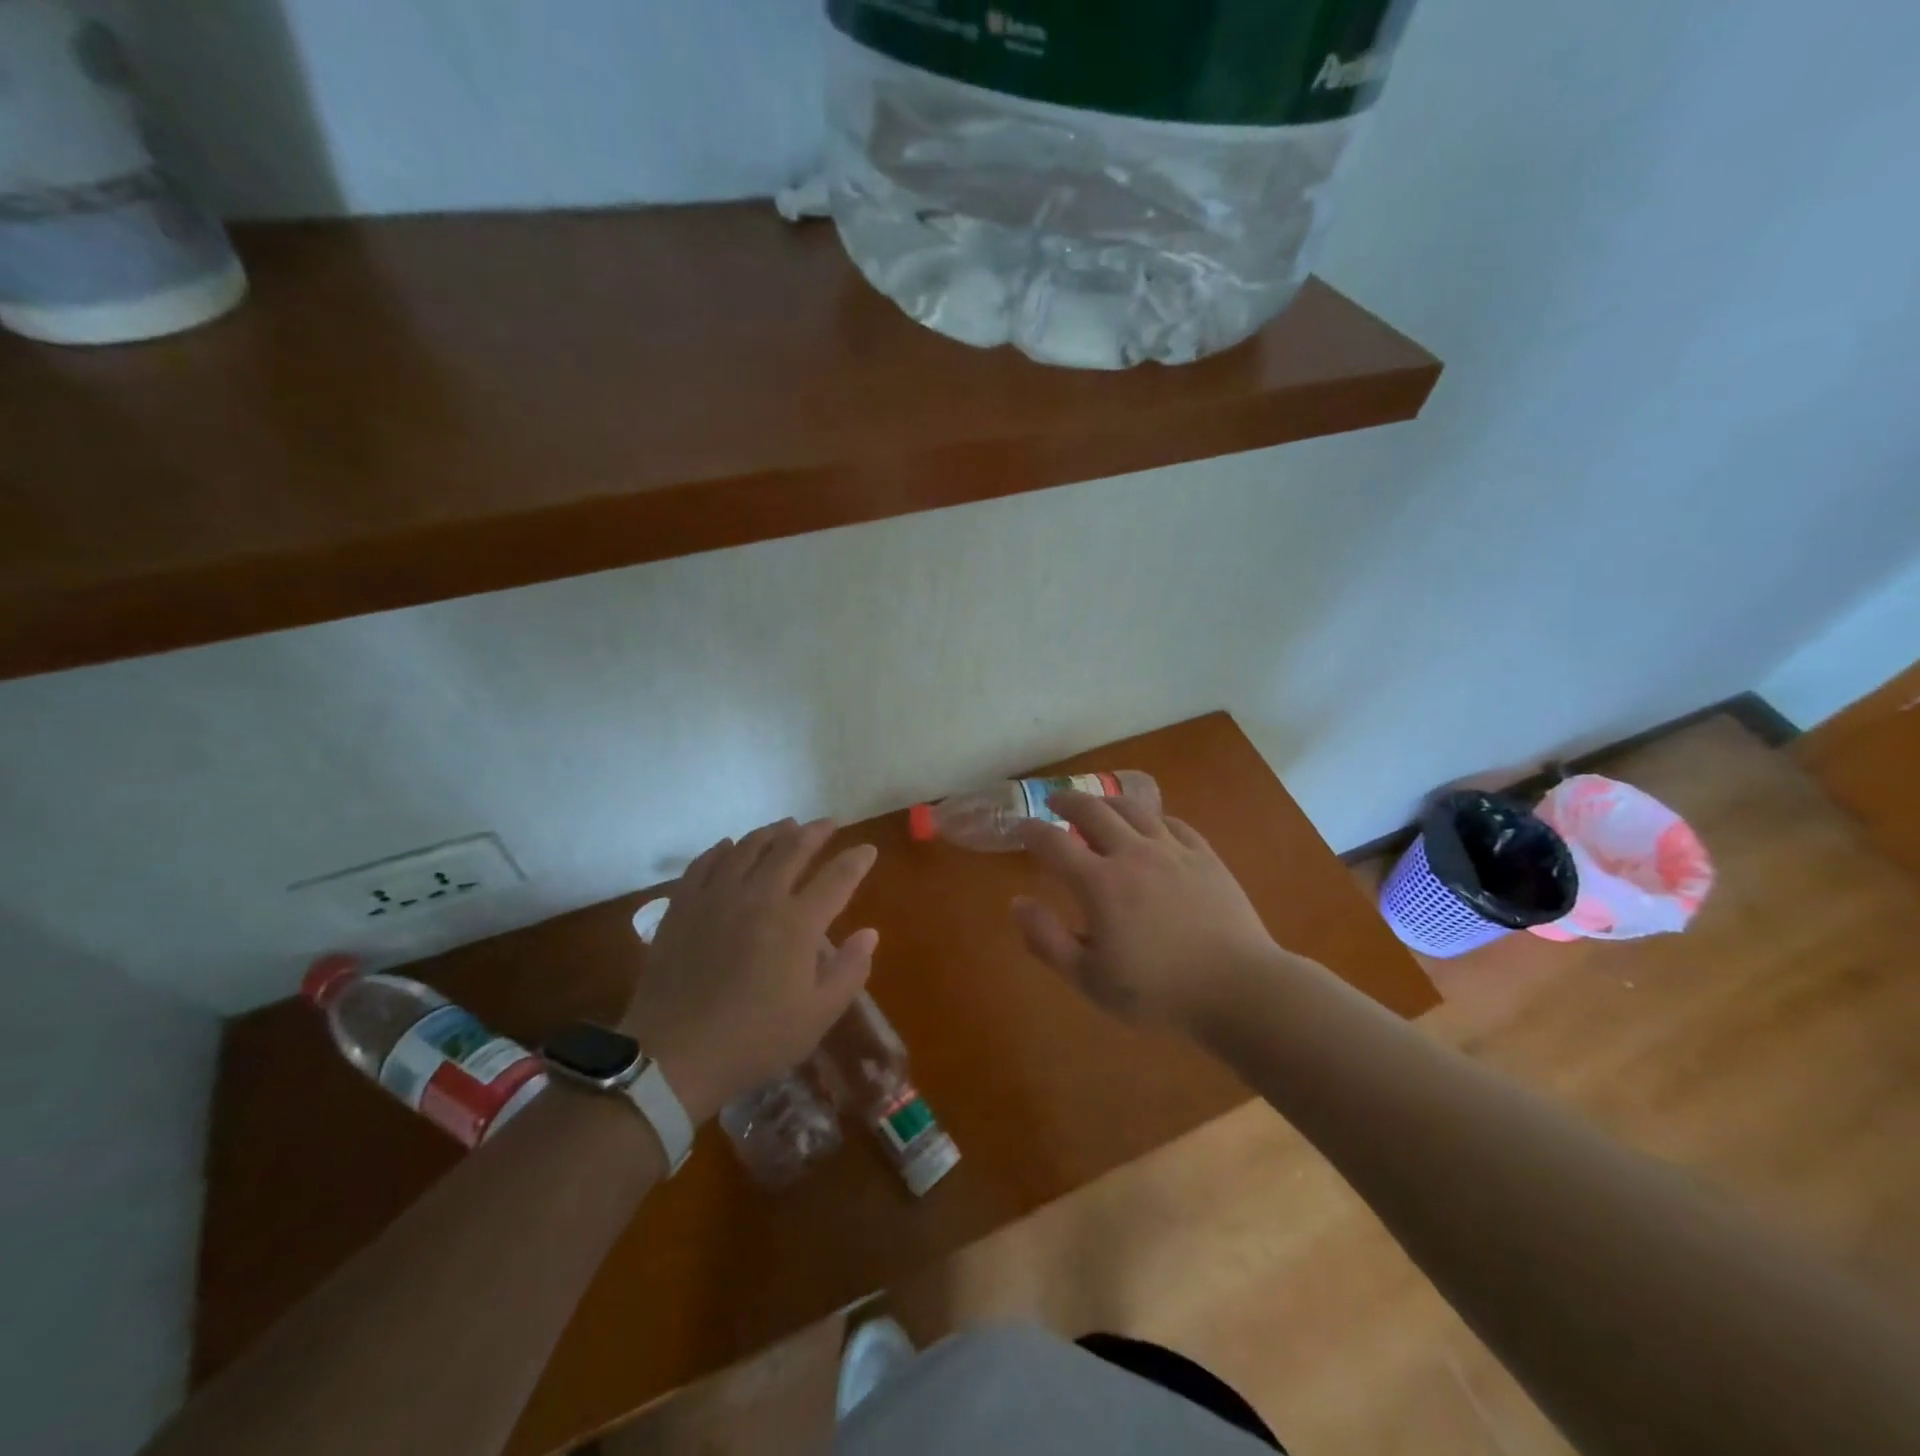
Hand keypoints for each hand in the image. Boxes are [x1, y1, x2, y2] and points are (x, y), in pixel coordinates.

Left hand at [621, 819, 878, 1124]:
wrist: (675, 1056)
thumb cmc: (755, 1039)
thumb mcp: (817, 1015)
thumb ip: (849, 970)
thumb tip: (870, 933)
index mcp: (797, 923)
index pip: (837, 878)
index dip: (856, 860)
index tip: (868, 850)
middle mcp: (760, 896)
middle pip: (792, 849)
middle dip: (816, 833)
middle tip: (828, 824)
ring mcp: (717, 897)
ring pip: (748, 848)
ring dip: (772, 832)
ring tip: (786, 826)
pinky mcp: (683, 906)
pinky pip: (705, 863)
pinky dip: (722, 849)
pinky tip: (728, 846)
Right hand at [1010, 791, 1280, 1035]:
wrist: (1238, 989)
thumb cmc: (1158, 992)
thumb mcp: (1090, 979)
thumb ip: (1047, 940)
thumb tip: (1017, 903)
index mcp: (1099, 883)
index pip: (1054, 843)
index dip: (1031, 831)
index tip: (1020, 827)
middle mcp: (1132, 854)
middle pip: (1093, 811)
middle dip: (1067, 802)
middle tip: (1055, 803)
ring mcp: (1173, 851)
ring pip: (1133, 809)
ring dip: (1108, 802)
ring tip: (1097, 805)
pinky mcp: (1205, 856)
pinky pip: (1173, 823)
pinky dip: (1153, 818)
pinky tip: (1151, 824)